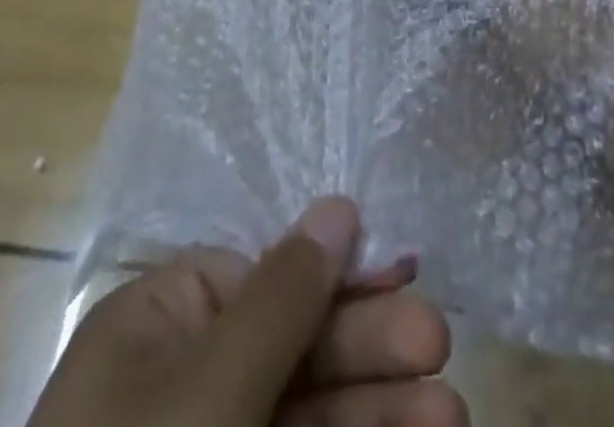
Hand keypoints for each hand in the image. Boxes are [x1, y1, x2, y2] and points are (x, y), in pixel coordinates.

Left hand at [29, 198, 467, 426]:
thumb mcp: (212, 382)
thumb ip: (283, 296)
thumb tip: (338, 207)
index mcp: (159, 323)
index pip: (263, 275)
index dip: (335, 275)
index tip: (402, 274)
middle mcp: (183, 379)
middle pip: (294, 344)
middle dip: (369, 347)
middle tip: (439, 345)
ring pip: (309, 413)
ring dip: (379, 411)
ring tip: (454, 412)